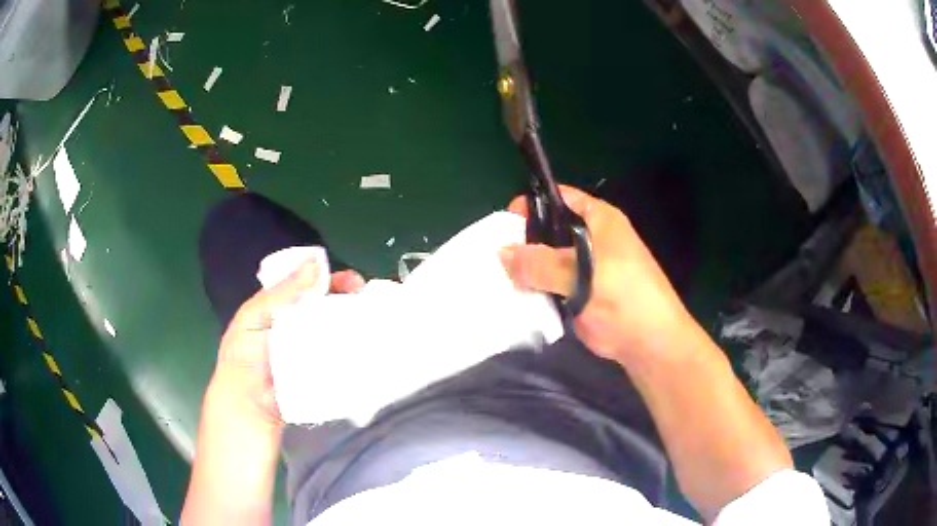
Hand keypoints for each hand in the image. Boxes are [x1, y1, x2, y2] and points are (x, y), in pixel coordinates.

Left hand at [212, 261, 365, 425]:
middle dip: (353, 300)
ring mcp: (317, 350)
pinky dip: (360, 353)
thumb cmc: (244, 358)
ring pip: (343, 331)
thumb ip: (282, 292)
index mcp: (285, 307)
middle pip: (333, 306)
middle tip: (369, 301)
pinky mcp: (327, 373)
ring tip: (378, 324)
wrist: (249, 406)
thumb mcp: (254, 316)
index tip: (353, 282)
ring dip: (361, 326)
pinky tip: (374, 349)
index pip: (313, 286)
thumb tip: (316, 263)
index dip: (333, 280)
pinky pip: (346, 358)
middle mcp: (304, 326)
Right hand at [499, 185, 696, 364]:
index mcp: (598, 220)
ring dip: (525, 269)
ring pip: (546, 261)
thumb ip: (541, 263)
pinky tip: (511, 296)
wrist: (649, 343)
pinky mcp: (576, 294)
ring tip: (496, 278)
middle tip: (494, 257)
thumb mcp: (583, 274)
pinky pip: (548, 285)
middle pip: (548, 230)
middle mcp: (589, 239)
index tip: (503, 222)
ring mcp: (583, 269)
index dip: (532, 203)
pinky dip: (532, 289)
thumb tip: (501, 253)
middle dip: (523, 241)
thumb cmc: (624, 297)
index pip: (560, 198)